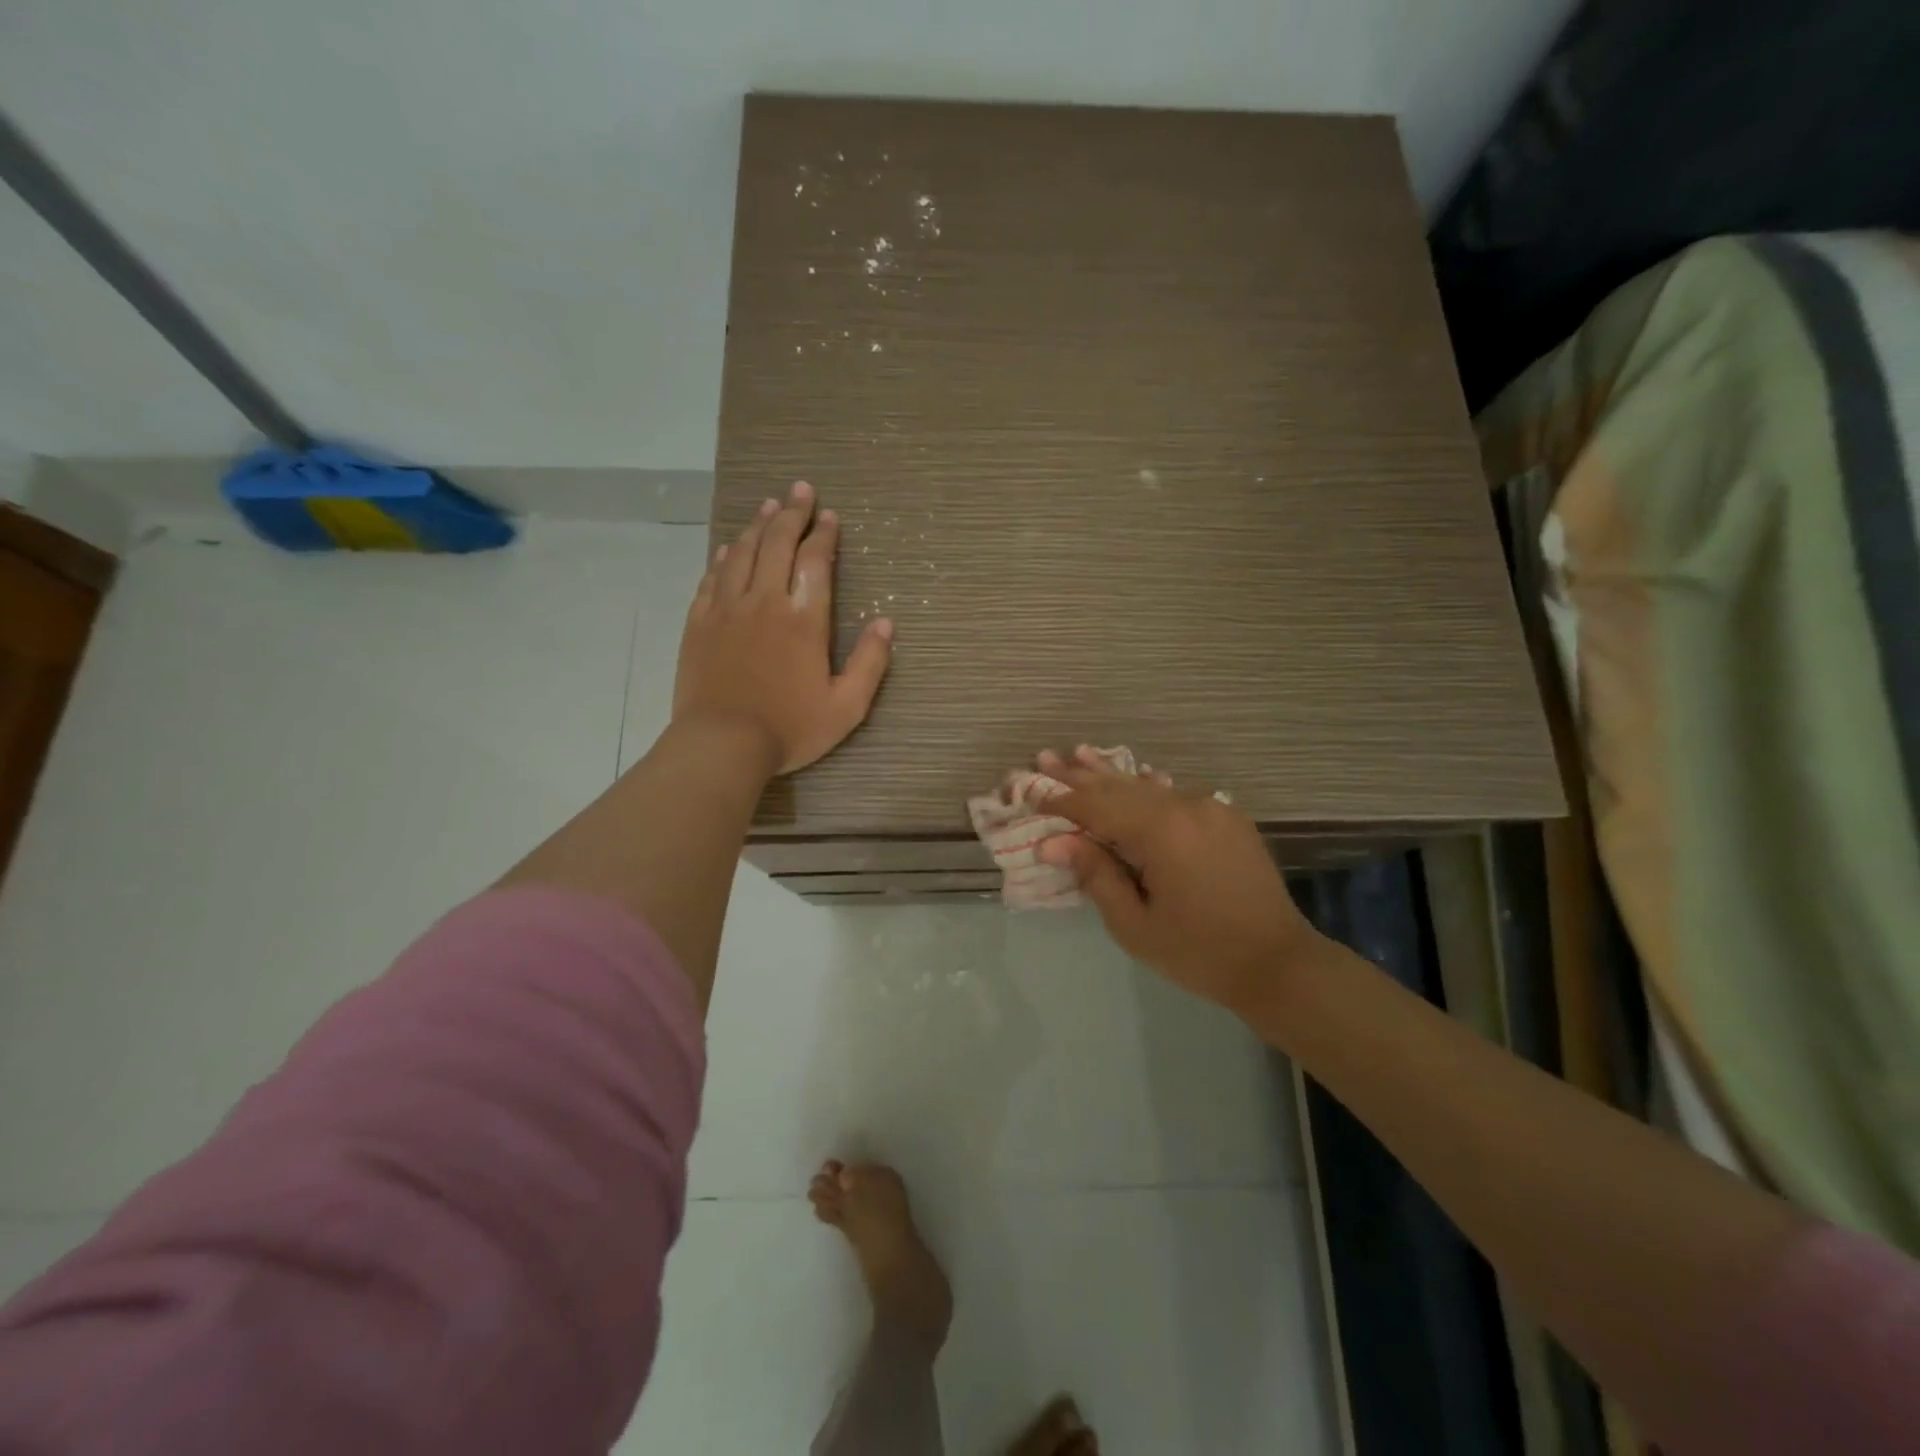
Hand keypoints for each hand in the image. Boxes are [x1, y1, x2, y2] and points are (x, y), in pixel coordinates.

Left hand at [674, 480, 892, 774]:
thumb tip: (886, 623)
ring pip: (743, 553)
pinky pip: (713, 577)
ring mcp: (727, 609)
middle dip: (792, 513)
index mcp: (804, 619)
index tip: (829, 515)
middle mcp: (765, 601)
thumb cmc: (790, 728)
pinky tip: (730, 546)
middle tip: (801, 490)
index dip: (824, 534)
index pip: (816, 561)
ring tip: (770, 505)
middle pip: (778, 544)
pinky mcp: (700, 623)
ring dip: (759, 526)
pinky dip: (724, 556)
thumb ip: (870, 663)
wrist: (722, 744)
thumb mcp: (847, 706)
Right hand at [1035, 747, 1321, 1014]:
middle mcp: (1185, 806)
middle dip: (1080, 776)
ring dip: (1112, 775)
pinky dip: (1148, 788)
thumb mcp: (1135, 925)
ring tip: (1080, 753)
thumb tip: (1053, 843)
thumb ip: (1095, 875)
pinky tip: (1136, 775)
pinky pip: (1176, 796)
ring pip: (1149, 786)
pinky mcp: (1227, 818)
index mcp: (1160, 831)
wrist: (1278, 963)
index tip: (1030, 791)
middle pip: (1120, 787)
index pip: (1097, 808)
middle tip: (1046, 757)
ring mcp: (1211, 808)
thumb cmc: (1198, 952)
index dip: (1062, 801)